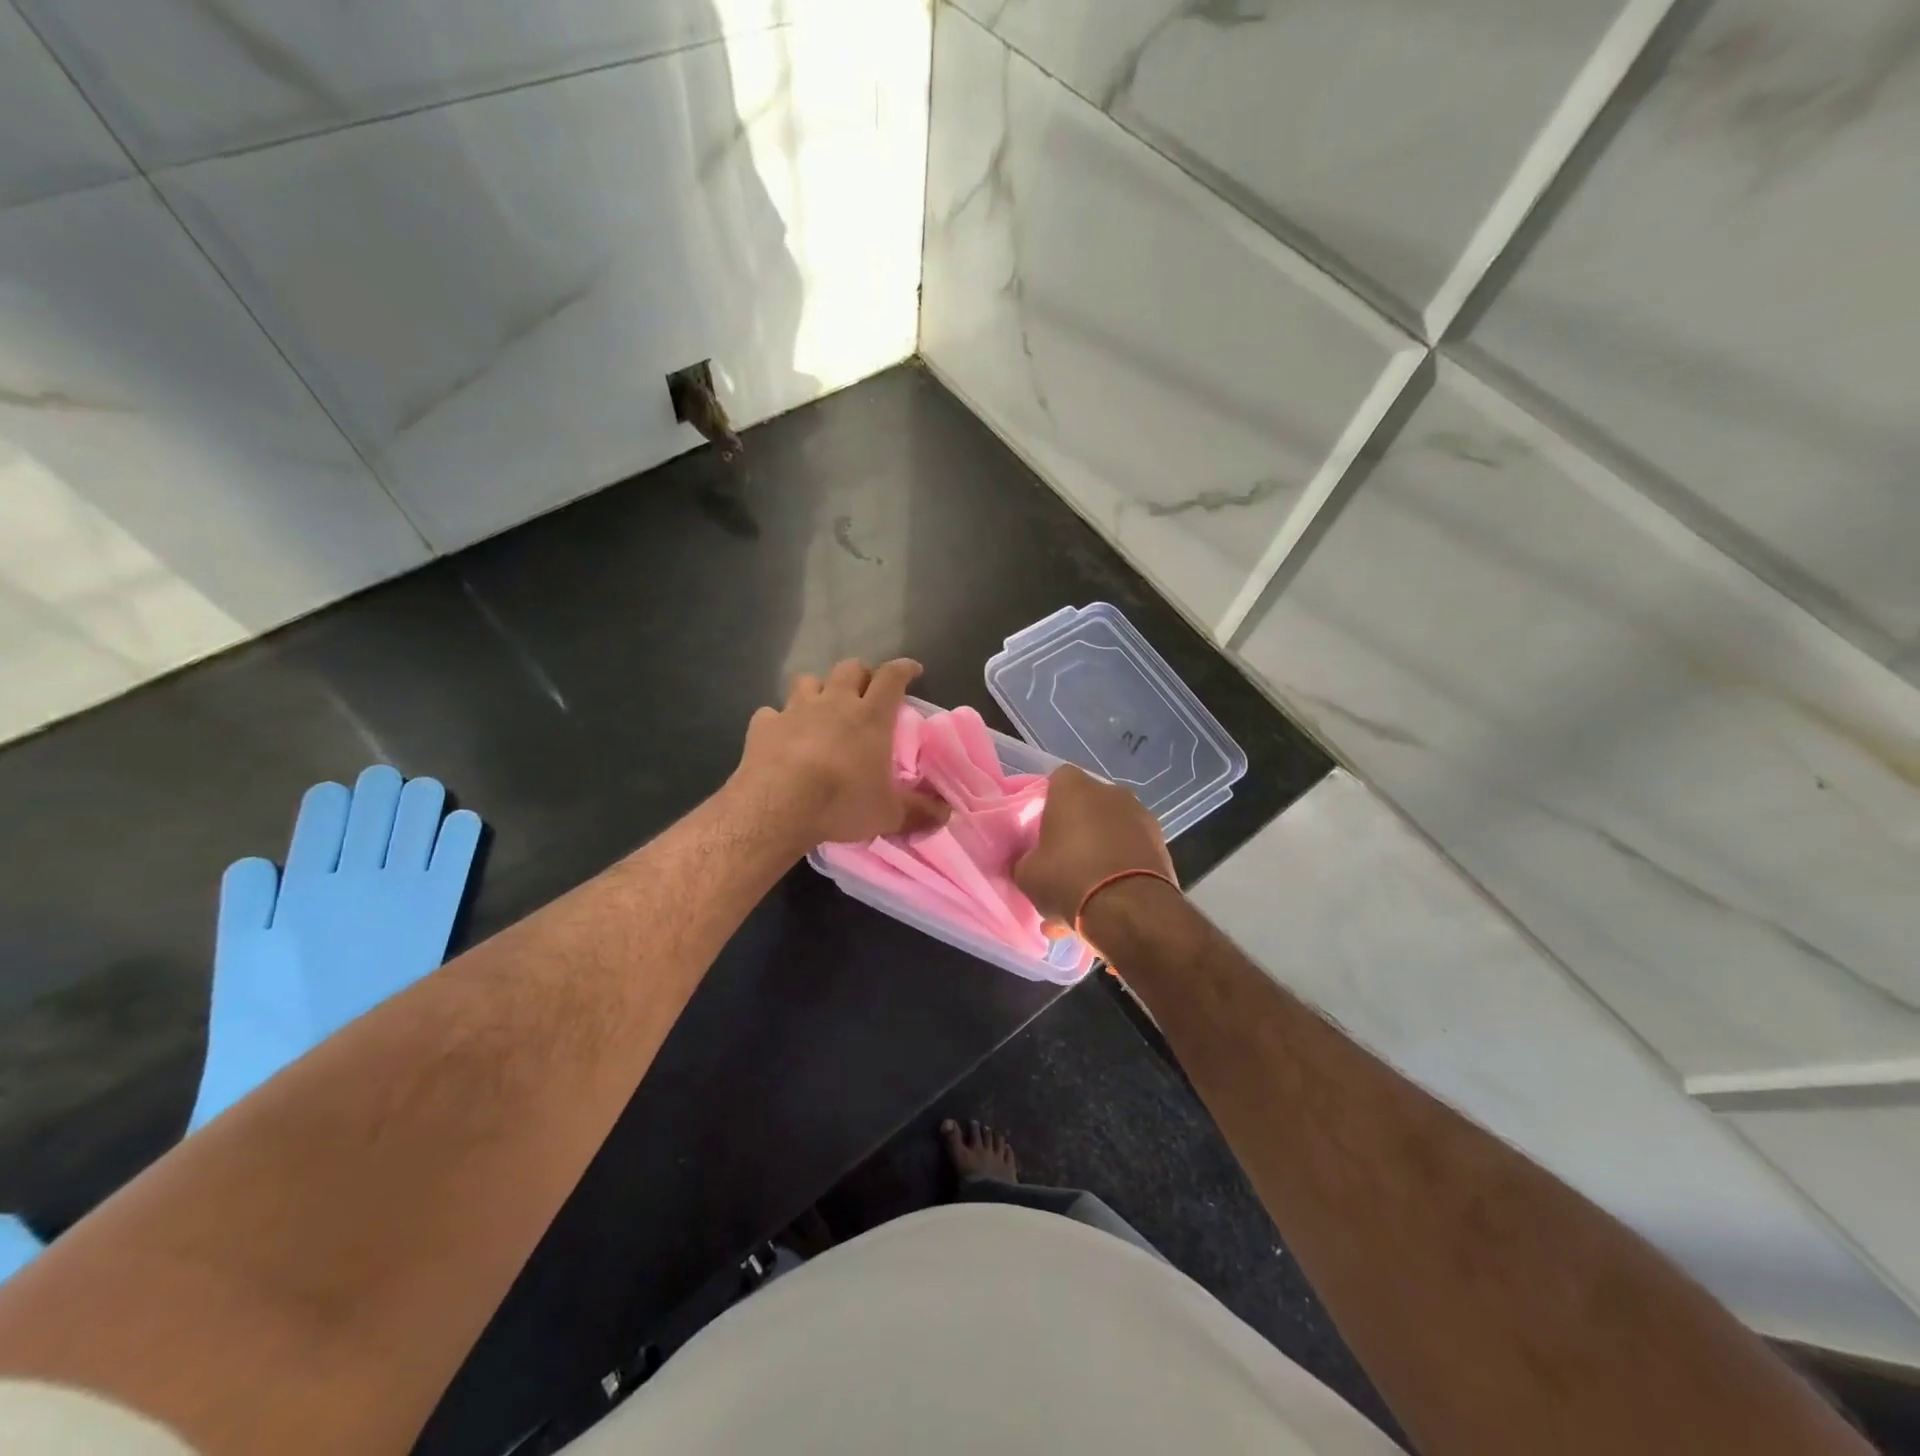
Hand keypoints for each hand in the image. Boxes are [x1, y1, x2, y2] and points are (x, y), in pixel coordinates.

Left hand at [732, 658, 949, 846]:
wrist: (778, 807)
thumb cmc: (842, 803)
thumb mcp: (889, 814)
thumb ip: (919, 812)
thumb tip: (946, 814)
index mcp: (870, 716)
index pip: (892, 677)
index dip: (904, 669)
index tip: (912, 670)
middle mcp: (834, 702)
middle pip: (850, 668)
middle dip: (860, 675)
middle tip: (865, 692)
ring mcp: (795, 710)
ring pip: (808, 681)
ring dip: (818, 689)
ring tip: (821, 708)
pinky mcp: (764, 725)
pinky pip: (771, 713)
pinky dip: (778, 721)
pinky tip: (780, 736)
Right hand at [1014, 765, 1176, 923]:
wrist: (1129, 910)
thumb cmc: (1068, 878)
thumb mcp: (1026, 874)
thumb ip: (1025, 859)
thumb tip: (1031, 861)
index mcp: (1074, 788)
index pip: (1056, 781)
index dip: (1047, 805)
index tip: (1040, 832)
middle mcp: (1111, 792)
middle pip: (1086, 808)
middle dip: (1074, 833)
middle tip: (1061, 866)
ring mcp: (1141, 817)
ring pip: (1109, 834)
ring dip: (1097, 856)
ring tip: (1083, 896)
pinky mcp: (1161, 845)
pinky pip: (1129, 854)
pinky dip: (1118, 872)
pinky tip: (1105, 905)